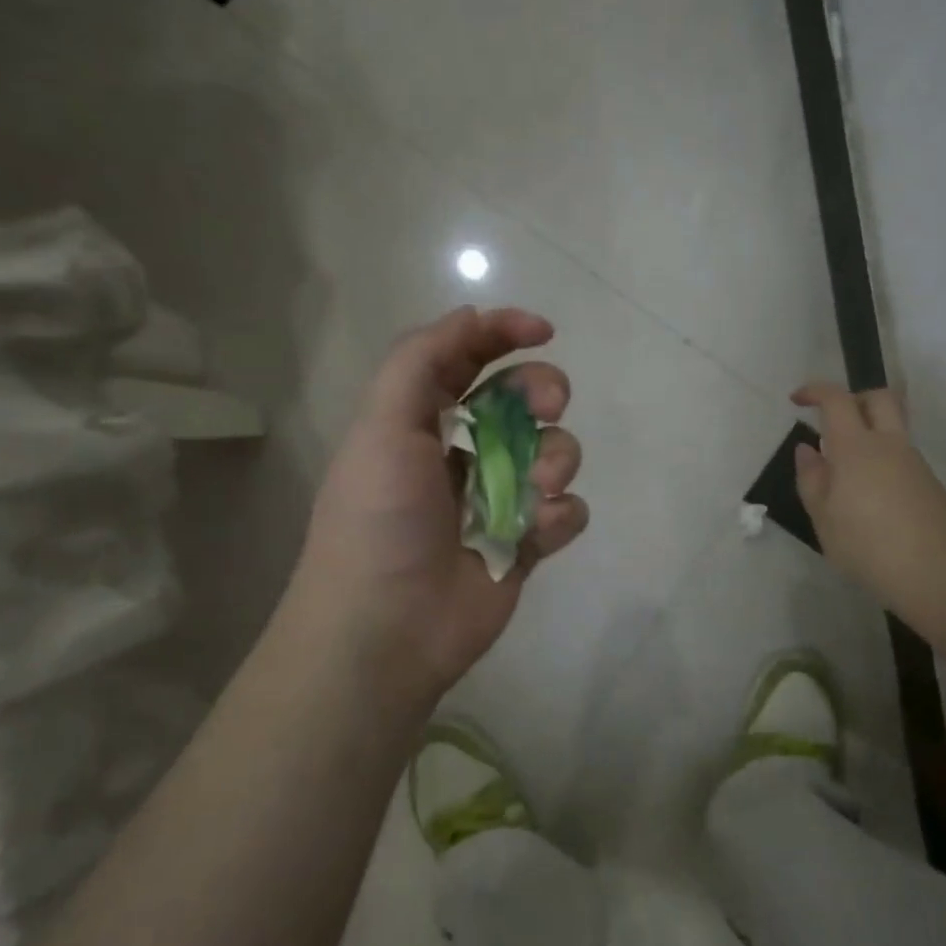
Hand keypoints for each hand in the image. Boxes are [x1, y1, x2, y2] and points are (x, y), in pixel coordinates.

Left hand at [280, 307, 588, 712]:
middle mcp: (463, 454)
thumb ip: (422, 360)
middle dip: (543, 393)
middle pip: (522, 400)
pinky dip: (559, 516)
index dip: (503, 334)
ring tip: (534, 490)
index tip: (543, 331)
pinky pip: (566, 511)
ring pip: (555, 453)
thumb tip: (471, 317)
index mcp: (421, 422)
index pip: (467, 360)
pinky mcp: (525, 545)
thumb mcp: (383, 425)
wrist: (387, 627)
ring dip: (555, 460)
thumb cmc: (379, 519)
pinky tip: (533, 535)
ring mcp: (499, 501)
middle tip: (548, 406)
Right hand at [791, 381, 945, 634]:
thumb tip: (807, 449)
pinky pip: (901, 455)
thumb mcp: (823, 517)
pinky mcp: (929, 482)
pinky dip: (881, 460)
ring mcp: (914, 462)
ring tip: (845, 474)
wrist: (937, 572)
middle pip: (878, 398)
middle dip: (853, 398)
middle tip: (832, 421)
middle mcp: (889, 444)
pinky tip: (870, 498)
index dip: (815, 391)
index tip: (797, 400)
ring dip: (868, 433)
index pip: (837, 399)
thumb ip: (812, 478)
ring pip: (892, 428)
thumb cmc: (867, 546)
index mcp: (856, 448)